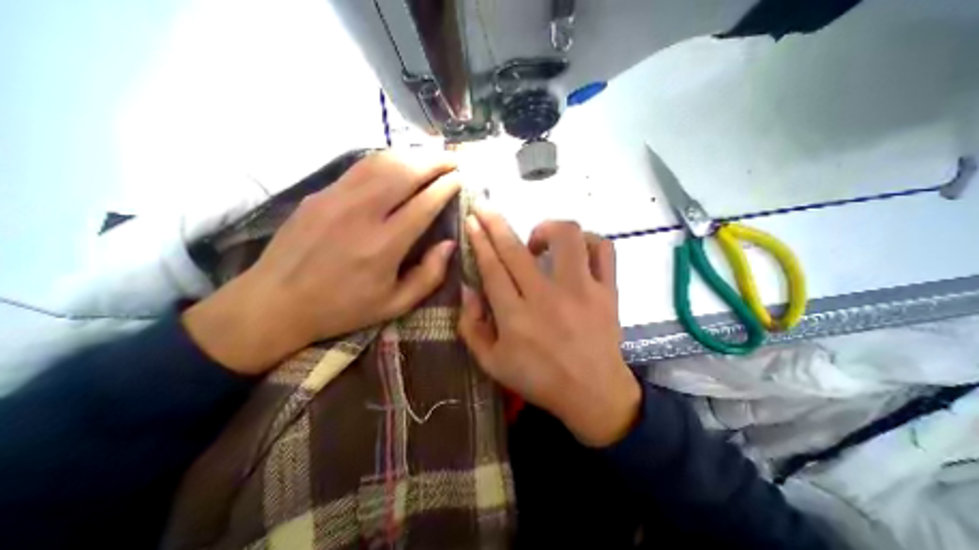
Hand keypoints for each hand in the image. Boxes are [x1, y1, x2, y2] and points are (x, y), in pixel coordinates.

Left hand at [186, 147, 463, 374]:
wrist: (274, 303)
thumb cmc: (342, 308)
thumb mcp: (395, 305)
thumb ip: (429, 276)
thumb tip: (449, 244)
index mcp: (383, 246)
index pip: (424, 204)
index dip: (446, 187)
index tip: (461, 178)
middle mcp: (361, 214)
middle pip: (404, 173)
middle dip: (435, 161)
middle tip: (454, 159)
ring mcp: (336, 198)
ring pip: (381, 162)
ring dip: (412, 155)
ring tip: (432, 156)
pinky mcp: (320, 194)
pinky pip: (360, 168)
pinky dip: (387, 160)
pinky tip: (399, 163)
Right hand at [459, 211, 644, 446]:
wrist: (593, 394)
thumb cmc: (538, 380)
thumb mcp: (491, 363)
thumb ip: (471, 326)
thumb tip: (468, 288)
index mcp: (516, 317)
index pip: (492, 267)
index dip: (480, 240)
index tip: (472, 220)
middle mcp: (547, 297)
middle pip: (516, 249)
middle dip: (495, 222)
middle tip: (484, 207)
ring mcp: (582, 290)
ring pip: (566, 237)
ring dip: (546, 228)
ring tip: (537, 240)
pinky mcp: (607, 291)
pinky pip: (603, 249)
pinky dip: (588, 240)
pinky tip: (575, 251)